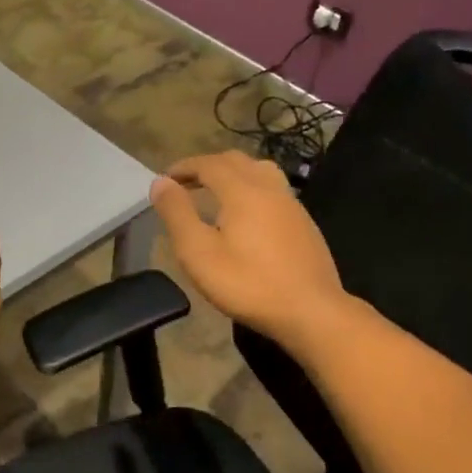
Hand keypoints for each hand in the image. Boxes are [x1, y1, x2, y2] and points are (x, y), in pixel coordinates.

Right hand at [149, 152, 350, 352]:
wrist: (311, 311)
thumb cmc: (248, 284)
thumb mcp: (199, 253)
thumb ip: (177, 214)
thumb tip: (160, 183)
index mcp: (242, 191)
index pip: (208, 164)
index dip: (183, 167)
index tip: (164, 179)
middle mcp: (269, 188)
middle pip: (235, 161)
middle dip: (207, 166)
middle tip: (185, 184)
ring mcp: (291, 204)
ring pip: (259, 171)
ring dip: (232, 174)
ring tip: (216, 193)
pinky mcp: (304, 223)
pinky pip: (273, 190)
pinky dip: (251, 189)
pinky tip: (246, 217)